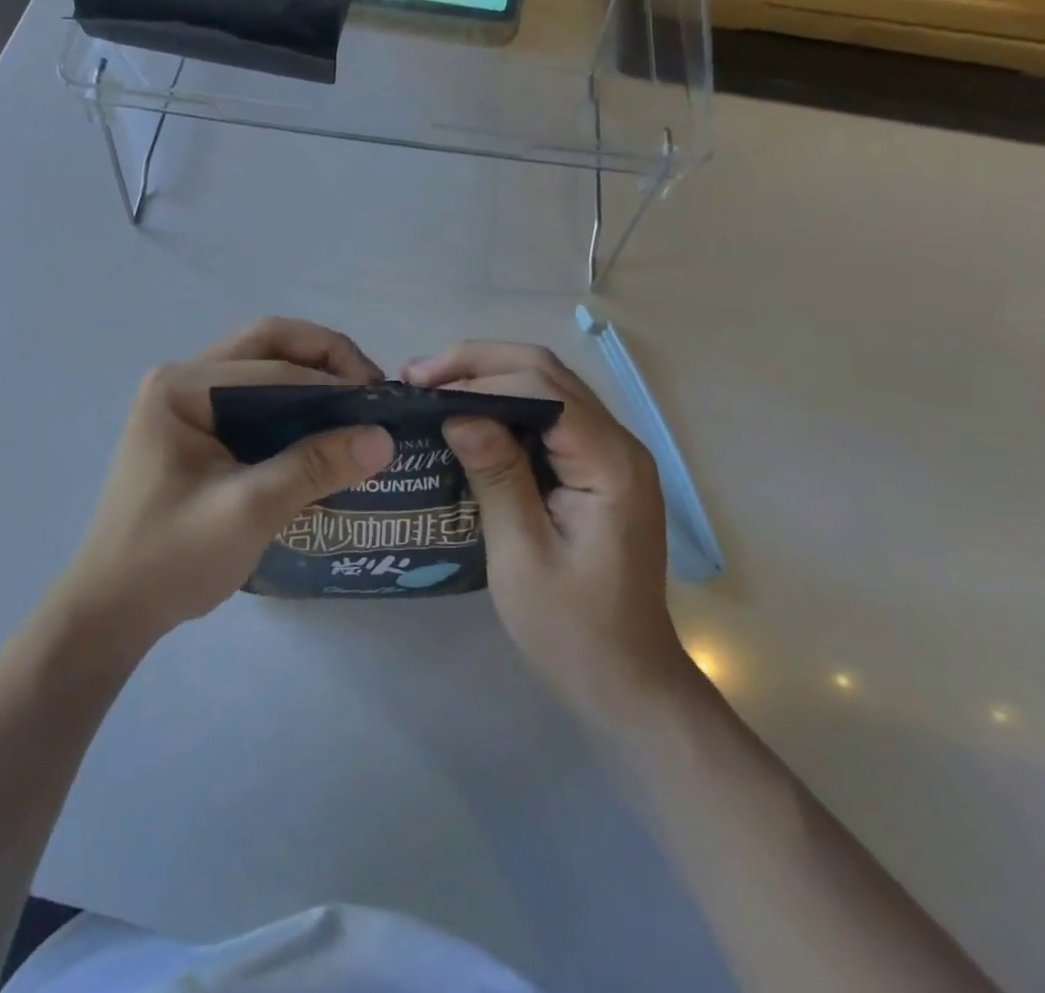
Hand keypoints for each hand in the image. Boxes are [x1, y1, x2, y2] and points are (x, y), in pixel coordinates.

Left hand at [53, 319, 394, 652]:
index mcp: (182, 386)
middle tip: (372, 390)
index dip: (333, 380)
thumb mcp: (247, 511)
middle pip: (267, 346)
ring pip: (262, 369)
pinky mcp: (195, 430)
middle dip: (325, 359)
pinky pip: (253, 401)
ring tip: (358, 407)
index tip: (383, 405)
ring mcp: (186, 402)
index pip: (272, 365)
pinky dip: (293, 407)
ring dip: (312, 379)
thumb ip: (313, 468)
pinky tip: (324, 431)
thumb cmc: (169, 559)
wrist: (111, 610)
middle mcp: (182, 379)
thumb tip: (384, 438)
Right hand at [404, 341, 684, 725]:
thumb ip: (495, 475)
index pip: (542, 389)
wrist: (626, 681)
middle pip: (547, 372)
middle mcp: (618, 443)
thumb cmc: (571, 629)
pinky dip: (503, 403)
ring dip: (488, 376)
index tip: (422, 389)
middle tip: (418, 374)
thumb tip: (456, 413)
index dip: (479, 378)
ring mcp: (610, 453)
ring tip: (432, 384)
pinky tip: (466, 412)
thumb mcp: (521, 555)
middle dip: (479, 363)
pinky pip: (548, 415)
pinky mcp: (595, 467)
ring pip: (547, 386)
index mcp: (610, 463)